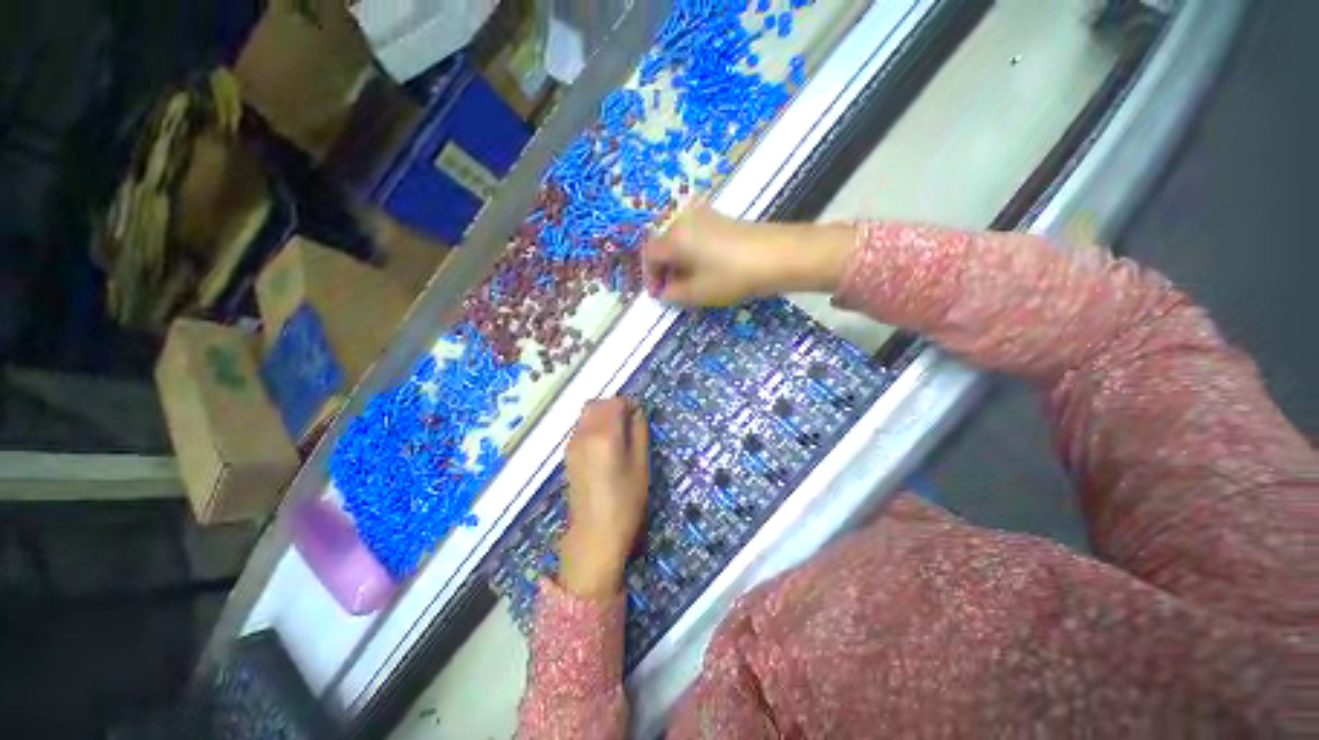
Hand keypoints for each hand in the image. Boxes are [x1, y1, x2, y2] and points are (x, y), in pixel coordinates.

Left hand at [559, 398, 649, 598]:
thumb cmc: (625, 501)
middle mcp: (584, 433)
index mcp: (604, 434)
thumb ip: (639, 432)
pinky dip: (593, 425)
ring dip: (602, 414)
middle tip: (629, 423)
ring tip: (618, 434)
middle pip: (597, 403)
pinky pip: (581, 427)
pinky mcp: (568, 454)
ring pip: (586, 413)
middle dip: (614, 406)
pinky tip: (604, 445)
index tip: (639, 418)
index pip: (616, 402)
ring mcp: (572, 443)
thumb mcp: (641, 464)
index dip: (629, 405)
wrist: (595, 535)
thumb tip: (637, 411)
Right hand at [641, 205, 853, 305]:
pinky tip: (705, 268)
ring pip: (679, 240)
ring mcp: (704, 216)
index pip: (649, 255)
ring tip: (689, 282)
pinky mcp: (720, 218)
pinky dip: (692, 252)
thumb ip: (673, 293)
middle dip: (663, 268)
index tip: (657, 294)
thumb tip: (663, 290)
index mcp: (675, 237)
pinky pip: (695, 235)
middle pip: (663, 244)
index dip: (649, 276)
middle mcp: (685, 220)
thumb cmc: (732, 276)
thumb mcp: (698, 292)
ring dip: (677, 261)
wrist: (777, 255)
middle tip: (671, 289)